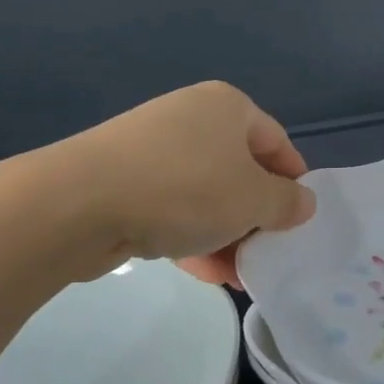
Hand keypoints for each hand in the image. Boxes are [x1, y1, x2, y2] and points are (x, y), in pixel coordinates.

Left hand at [74, 81, 315, 287]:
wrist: (80, 202)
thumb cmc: (185, 188)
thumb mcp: (253, 199)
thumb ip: (287, 202)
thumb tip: (303, 202)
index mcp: (227, 107)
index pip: (277, 143)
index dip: (293, 183)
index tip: (299, 222)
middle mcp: (191, 118)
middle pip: (240, 171)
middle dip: (255, 218)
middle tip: (266, 255)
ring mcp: (153, 148)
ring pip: (205, 194)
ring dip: (225, 235)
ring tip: (236, 275)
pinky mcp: (124, 179)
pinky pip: (172, 207)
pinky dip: (190, 235)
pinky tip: (201, 271)